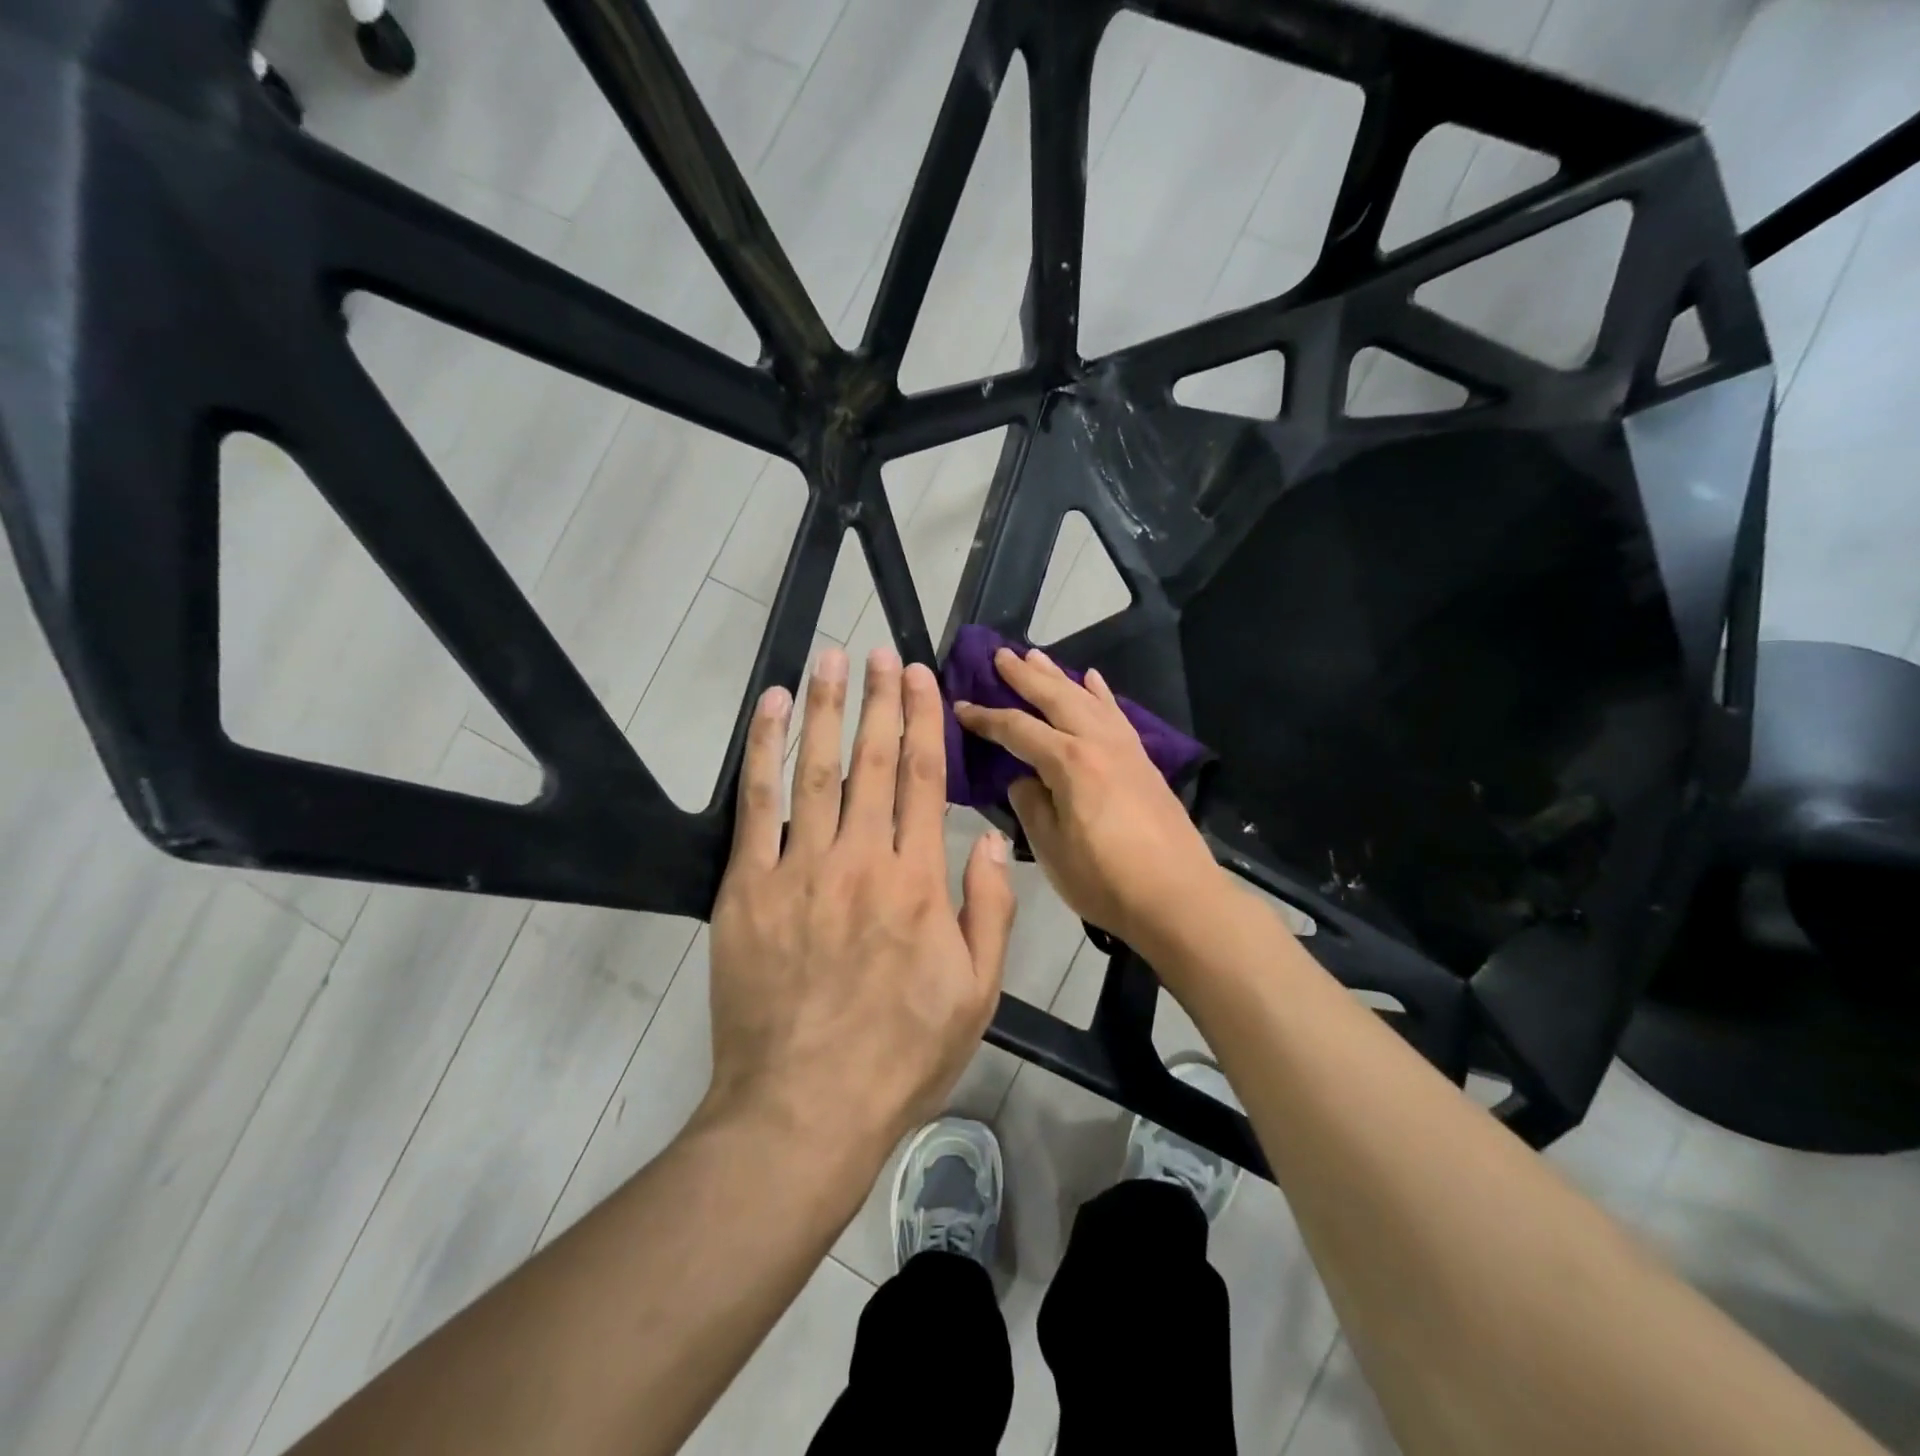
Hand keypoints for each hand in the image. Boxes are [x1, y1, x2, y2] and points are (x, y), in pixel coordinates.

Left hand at [707, 646, 1015, 1155]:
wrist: (804, 1108)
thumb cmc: (901, 1054)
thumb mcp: (977, 993)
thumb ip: (988, 908)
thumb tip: (987, 838)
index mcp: (918, 881)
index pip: (924, 778)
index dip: (922, 720)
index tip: (918, 675)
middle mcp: (862, 858)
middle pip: (873, 760)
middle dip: (877, 698)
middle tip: (877, 650)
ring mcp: (800, 868)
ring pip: (815, 768)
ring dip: (823, 707)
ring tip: (828, 660)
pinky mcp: (748, 888)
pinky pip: (757, 805)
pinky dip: (762, 751)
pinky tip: (768, 711)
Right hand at [954, 647, 1219, 947]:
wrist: (1178, 898)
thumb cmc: (1106, 880)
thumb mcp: (1051, 849)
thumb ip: (1031, 806)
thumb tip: (1023, 780)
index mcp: (1070, 763)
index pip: (1017, 730)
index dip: (986, 718)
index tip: (960, 706)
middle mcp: (1098, 743)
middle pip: (1056, 697)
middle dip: (1024, 676)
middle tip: (999, 654)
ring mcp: (1126, 749)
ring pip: (1087, 698)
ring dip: (1059, 676)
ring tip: (1037, 656)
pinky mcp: (1144, 761)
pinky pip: (1117, 714)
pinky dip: (1101, 693)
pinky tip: (1093, 680)